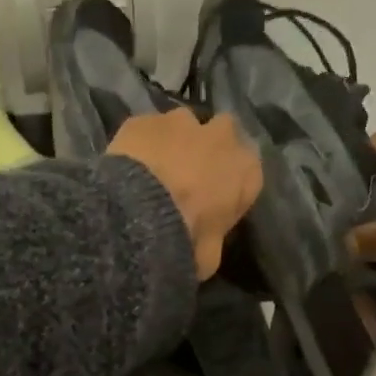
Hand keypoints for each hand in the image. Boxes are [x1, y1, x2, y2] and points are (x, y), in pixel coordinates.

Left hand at [108, 109, 262, 279]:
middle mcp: (222, 135)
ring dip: (174, 142)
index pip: (248, 172)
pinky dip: (140, 145)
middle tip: (187, 178)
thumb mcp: (209, 257)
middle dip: (208, 150)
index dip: (229, 185)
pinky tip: (127, 167)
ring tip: (153, 171)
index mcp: (247, 170)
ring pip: (182, 126)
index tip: (214, 202)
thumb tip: (203, 247)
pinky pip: (146, 130)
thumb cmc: (186, 239)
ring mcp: (181, 120)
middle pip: (221, 134)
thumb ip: (212, 241)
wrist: (139, 215)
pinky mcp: (144, 119)